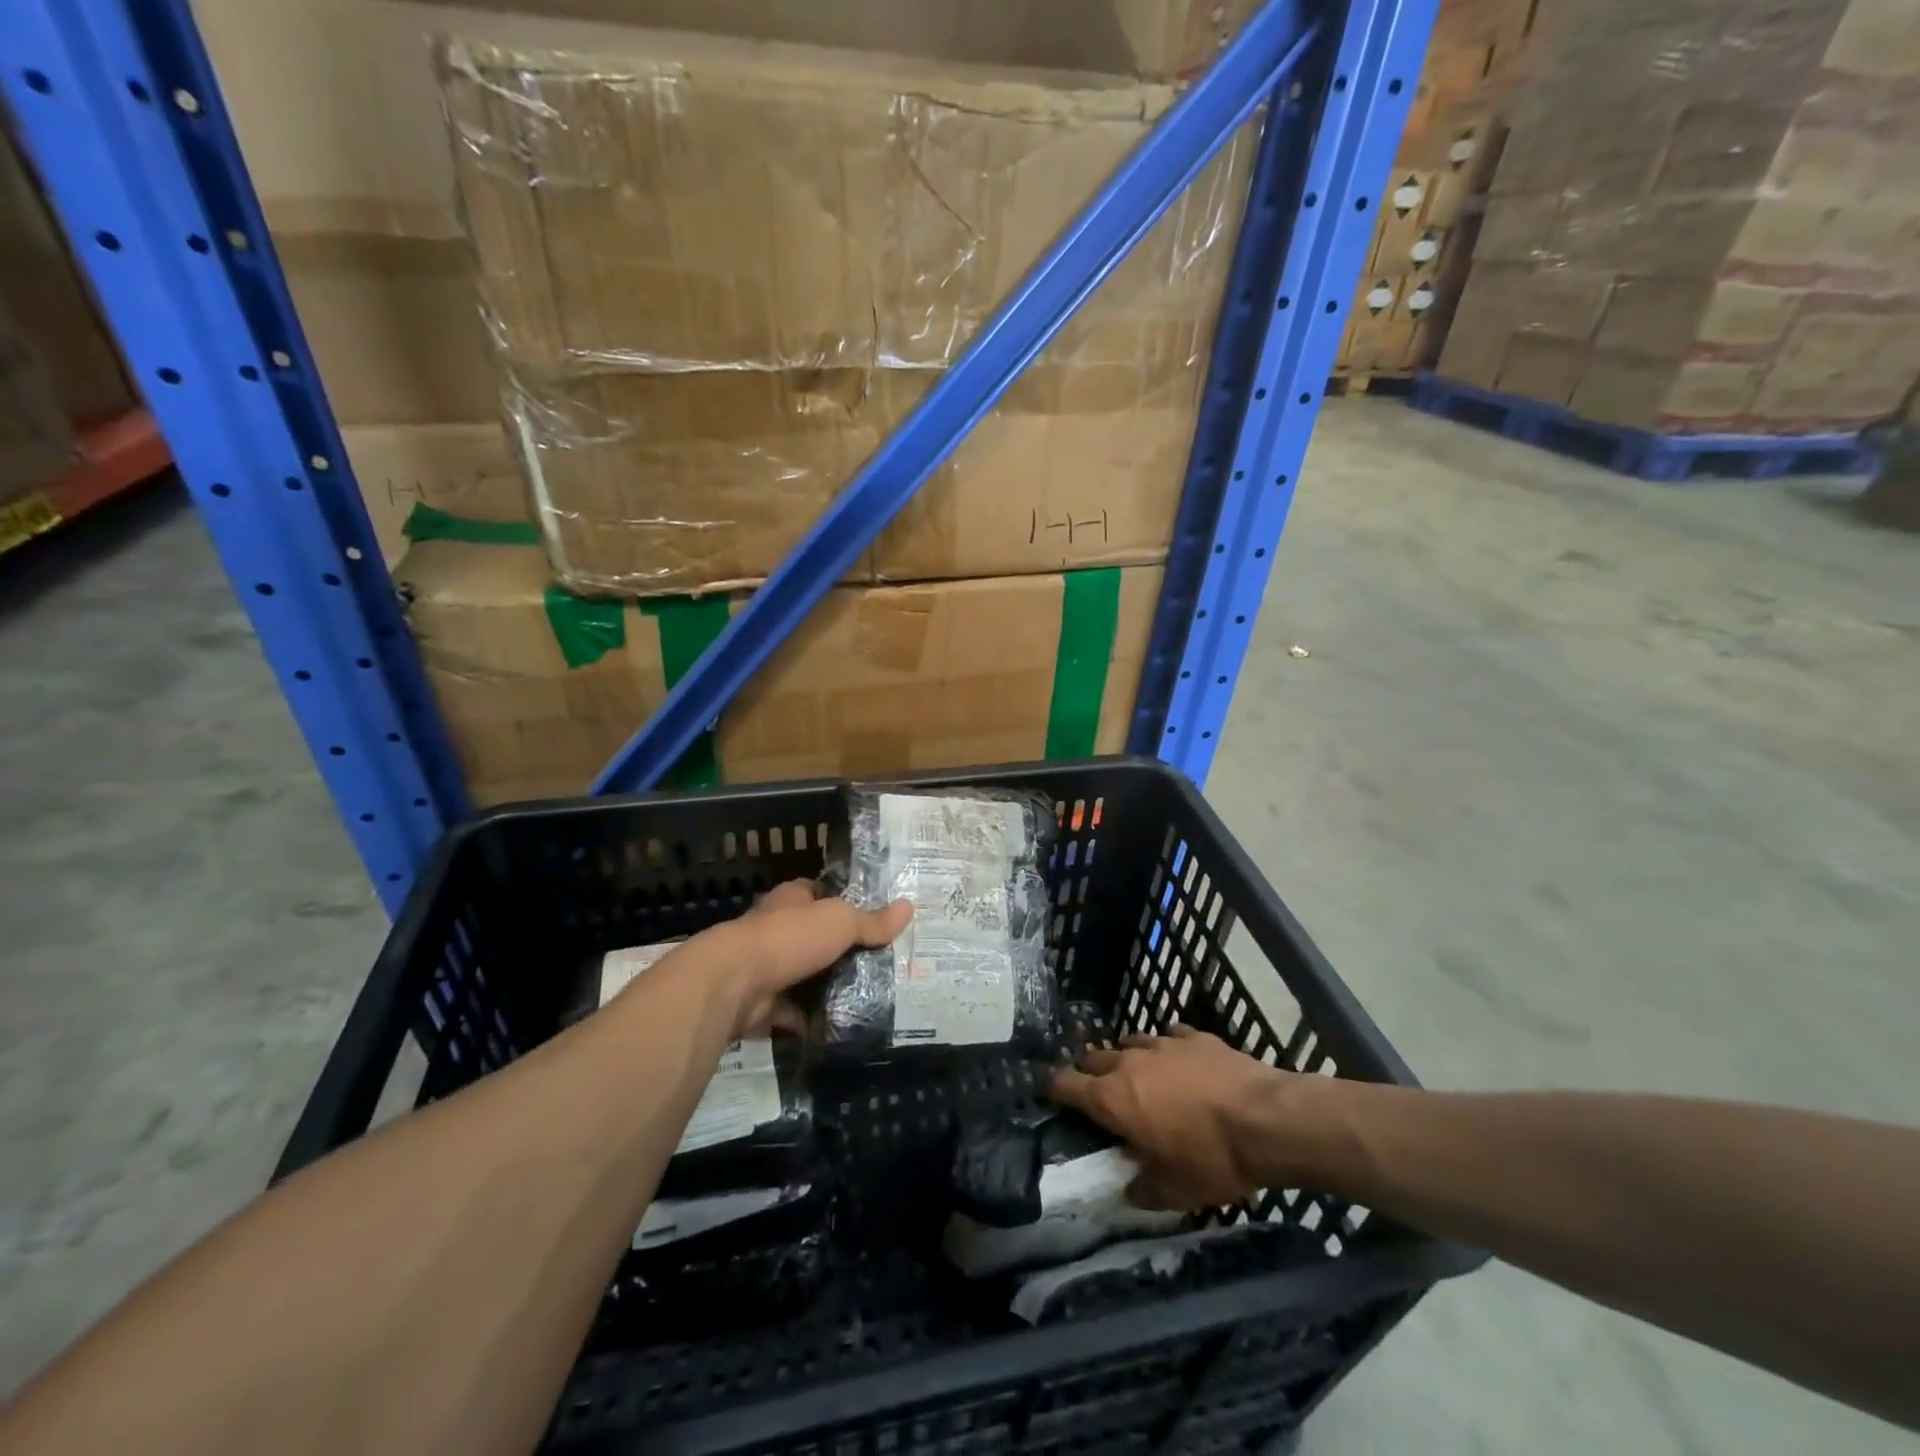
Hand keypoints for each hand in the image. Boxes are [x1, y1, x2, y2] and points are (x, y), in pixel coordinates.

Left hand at [715, 879, 911, 1037]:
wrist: (736, 983)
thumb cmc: (790, 937)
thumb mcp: (840, 921)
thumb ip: (872, 921)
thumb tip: (909, 907)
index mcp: (791, 900)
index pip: (818, 893)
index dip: (841, 901)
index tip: (871, 916)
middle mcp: (776, 930)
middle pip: (814, 937)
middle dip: (839, 950)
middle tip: (879, 963)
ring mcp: (767, 968)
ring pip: (804, 976)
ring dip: (825, 987)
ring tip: (867, 996)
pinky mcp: (762, 1004)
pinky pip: (793, 1013)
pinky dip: (811, 1021)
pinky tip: (839, 1025)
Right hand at [1047, 1025, 1311, 1209]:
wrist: (1266, 1119)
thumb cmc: (1212, 1158)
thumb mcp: (1174, 1191)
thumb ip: (1143, 1189)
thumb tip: (1129, 1188)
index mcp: (1113, 1098)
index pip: (1066, 1084)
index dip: (1053, 1089)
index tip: (1049, 1094)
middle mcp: (1129, 1062)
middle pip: (1095, 1058)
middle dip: (1091, 1074)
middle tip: (1099, 1094)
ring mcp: (1162, 1043)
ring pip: (1130, 1042)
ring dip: (1127, 1058)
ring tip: (1138, 1075)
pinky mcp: (1194, 1036)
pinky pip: (1169, 1035)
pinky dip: (1167, 1048)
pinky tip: (1178, 1060)